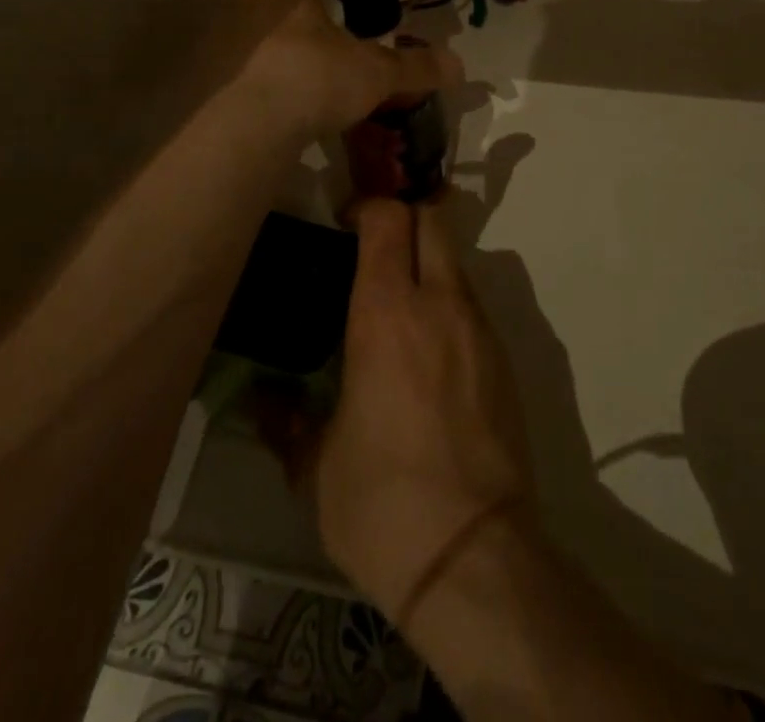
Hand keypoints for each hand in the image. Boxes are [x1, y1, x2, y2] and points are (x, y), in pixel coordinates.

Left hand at [213, 0, 460, 141]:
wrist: (242, 127)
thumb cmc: (312, 78)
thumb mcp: (373, 74)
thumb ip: (413, 68)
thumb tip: (459, 66)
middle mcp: (241, 3)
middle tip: (304, 18)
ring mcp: (214, 40)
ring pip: (236, 26)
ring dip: (257, 37)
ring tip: (287, 63)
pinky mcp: (196, 79)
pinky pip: (223, 67)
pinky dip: (241, 75)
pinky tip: (263, 98)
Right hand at [313, 199, 534, 621]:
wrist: (473, 557)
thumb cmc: (380, 503)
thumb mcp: (315, 465)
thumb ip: (286, 420)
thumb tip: (260, 399)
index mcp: (387, 313)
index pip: (388, 219)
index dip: (368, 207)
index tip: (346, 224)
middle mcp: (440, 304)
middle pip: (434, 219)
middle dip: (406, 216)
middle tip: (375, 246)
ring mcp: (479, 329)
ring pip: (456, 262)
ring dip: (429, 263)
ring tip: (399, 307)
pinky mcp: (505, 359)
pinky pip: (472, 306)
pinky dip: (448, 305)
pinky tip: (428, 355)